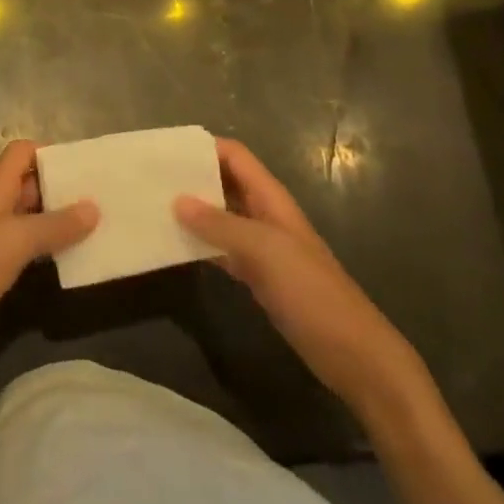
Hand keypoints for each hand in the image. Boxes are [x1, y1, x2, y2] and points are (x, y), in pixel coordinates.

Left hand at [0, 141, 96, 376]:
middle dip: (61, 187)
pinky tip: (69, 260)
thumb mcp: (15, 242)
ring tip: (95, 227)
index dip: (49, 153)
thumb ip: (54, 225)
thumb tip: (94, 207)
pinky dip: (46, 248)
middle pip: (28, 184)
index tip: (82, 167)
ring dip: (57, 220)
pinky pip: (25, 248)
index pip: (21, 153)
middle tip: (100, 198)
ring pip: (29, 218)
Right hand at [176, 138, 423, 415]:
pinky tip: (174, 247)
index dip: (203, 147)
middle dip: (191, 177)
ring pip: (220, 216)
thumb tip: (177, 200)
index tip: (165, 151)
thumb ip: (220, 224)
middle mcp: (265, 215)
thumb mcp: (264, 251)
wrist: (355, 356)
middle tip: (149, 179)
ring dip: (192, 211)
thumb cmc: (312, 293)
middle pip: (224, 182)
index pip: (234, 155)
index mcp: (271, 198)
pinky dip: (200, 245)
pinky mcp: (258, 276)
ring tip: (152, 207)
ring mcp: (262, 247)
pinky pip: (222, 249)